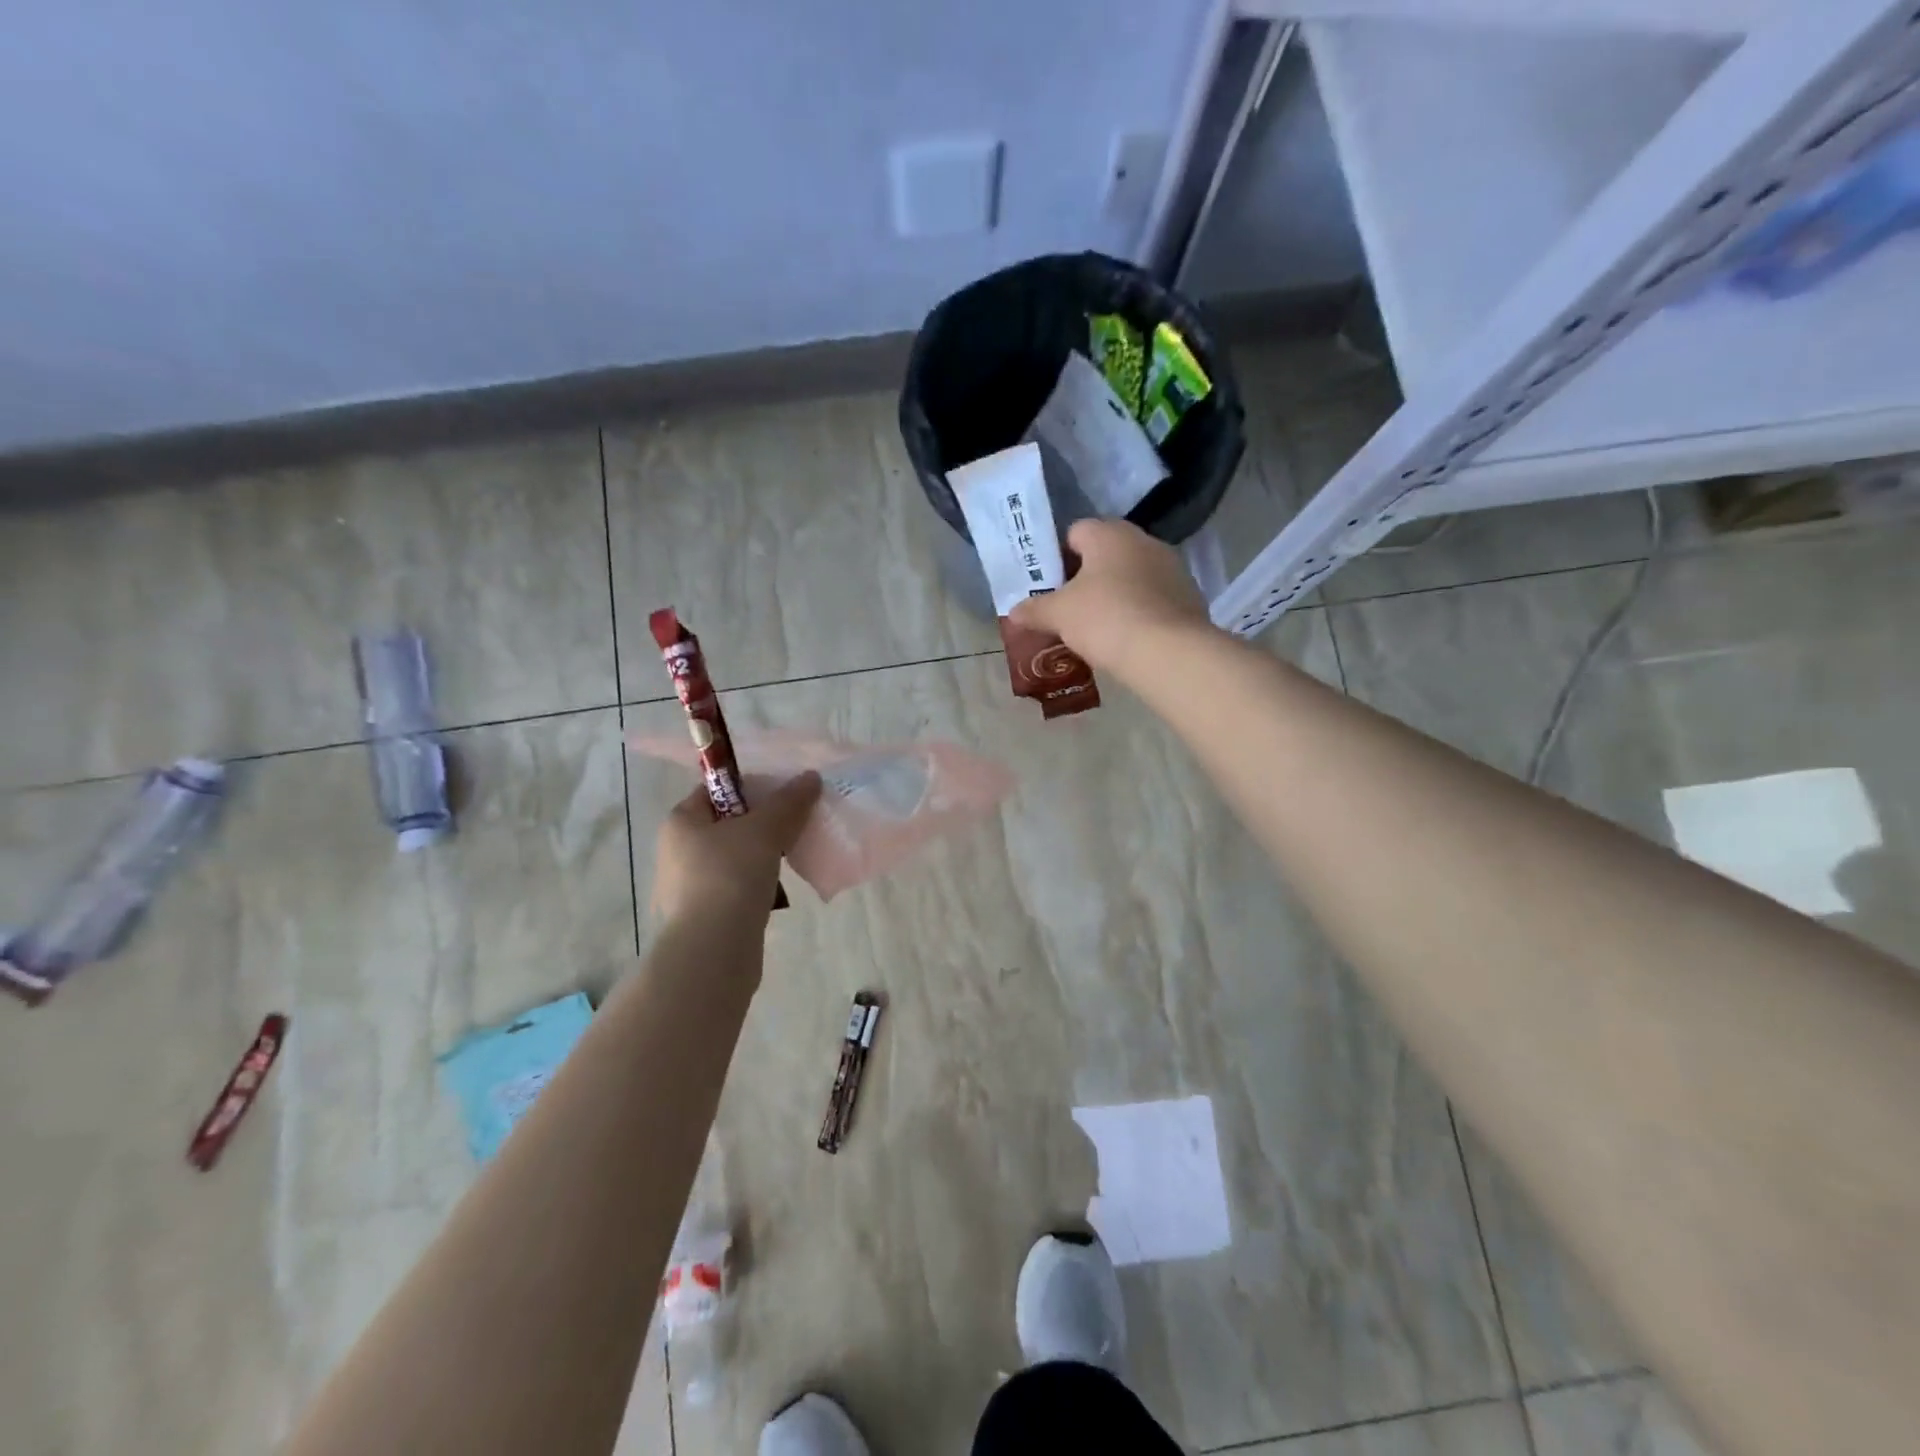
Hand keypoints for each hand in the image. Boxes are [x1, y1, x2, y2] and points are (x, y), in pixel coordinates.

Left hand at [652, 771, 821, 922]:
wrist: (712, 951)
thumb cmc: (730, 876)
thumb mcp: (766, 830)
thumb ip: (789, 801)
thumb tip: (811, 777)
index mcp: (681, 822)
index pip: (714, 790)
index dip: (749, 787)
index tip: (783, 795)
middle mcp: (676, 851)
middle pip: (727, 824)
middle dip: (762, 824)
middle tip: (794, 825)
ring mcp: (687, 887)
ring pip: (733, 858)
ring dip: (761, 857)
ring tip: (792, 858)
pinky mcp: (702, 917)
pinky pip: (735, 888)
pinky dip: (755, 886)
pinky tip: (777, 892)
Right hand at [1009, 518, 1213, 675]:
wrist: (1168, 653)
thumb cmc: (1105, 618)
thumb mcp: (1059, 615)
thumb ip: (1034, 610)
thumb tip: (1014, 612)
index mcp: (1110, 534)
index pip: (1076, 532)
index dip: (1058, 556)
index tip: (1049, 585)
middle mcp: (1144, 541)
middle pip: (1106, 554)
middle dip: (1087, 577)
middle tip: (1068, 608)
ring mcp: (1172, 568)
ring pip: (1132, 576)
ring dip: (1115, 594)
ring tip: (1098, 627)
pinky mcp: (1189, 597)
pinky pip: (1154, 599)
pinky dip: (1140, 612)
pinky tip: (1128, 638)